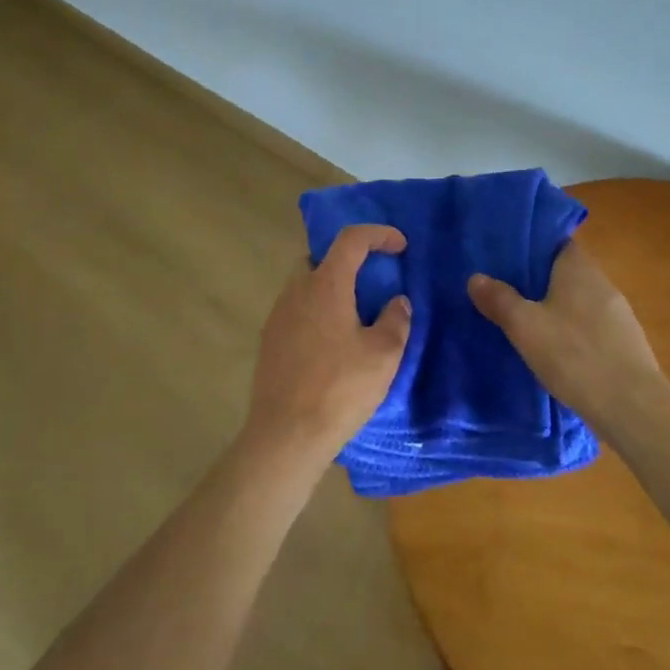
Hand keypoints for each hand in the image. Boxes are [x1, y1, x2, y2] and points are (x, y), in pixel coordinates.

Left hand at [243, 224, 411, 464]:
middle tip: (371, 281)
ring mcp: (277, 316)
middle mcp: (296, 291)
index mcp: (325, 285)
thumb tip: (397, 302)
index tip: (400, 246)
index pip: (351, 239)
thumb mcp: (383, 355)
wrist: (285, 436)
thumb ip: (395, 320)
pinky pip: (295, 311)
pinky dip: (315, 313)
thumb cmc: (339, 389)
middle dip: (347, 260)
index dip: (378, 234)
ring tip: (354, 316)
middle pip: (320, 258)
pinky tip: (331, 344)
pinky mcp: (268, 341)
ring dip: (330, 289)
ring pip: (305, 285)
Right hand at [468, 239, 663, 430]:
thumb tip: (475, 277)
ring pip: (580, 301)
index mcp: (578, 267)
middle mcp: (602, 282)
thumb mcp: (524, 326)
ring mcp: (619, 314)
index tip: (507, 256)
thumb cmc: (574, 354)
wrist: (632, 406)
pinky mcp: (626, 344)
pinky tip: (559, 352)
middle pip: (566, 272)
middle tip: (508, 290)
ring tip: (528, 322)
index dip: (532, 246)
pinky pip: (592, 327)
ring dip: (558, 308)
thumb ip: (499, 299)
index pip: (556, 242)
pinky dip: (574, 332)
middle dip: (540, 280)